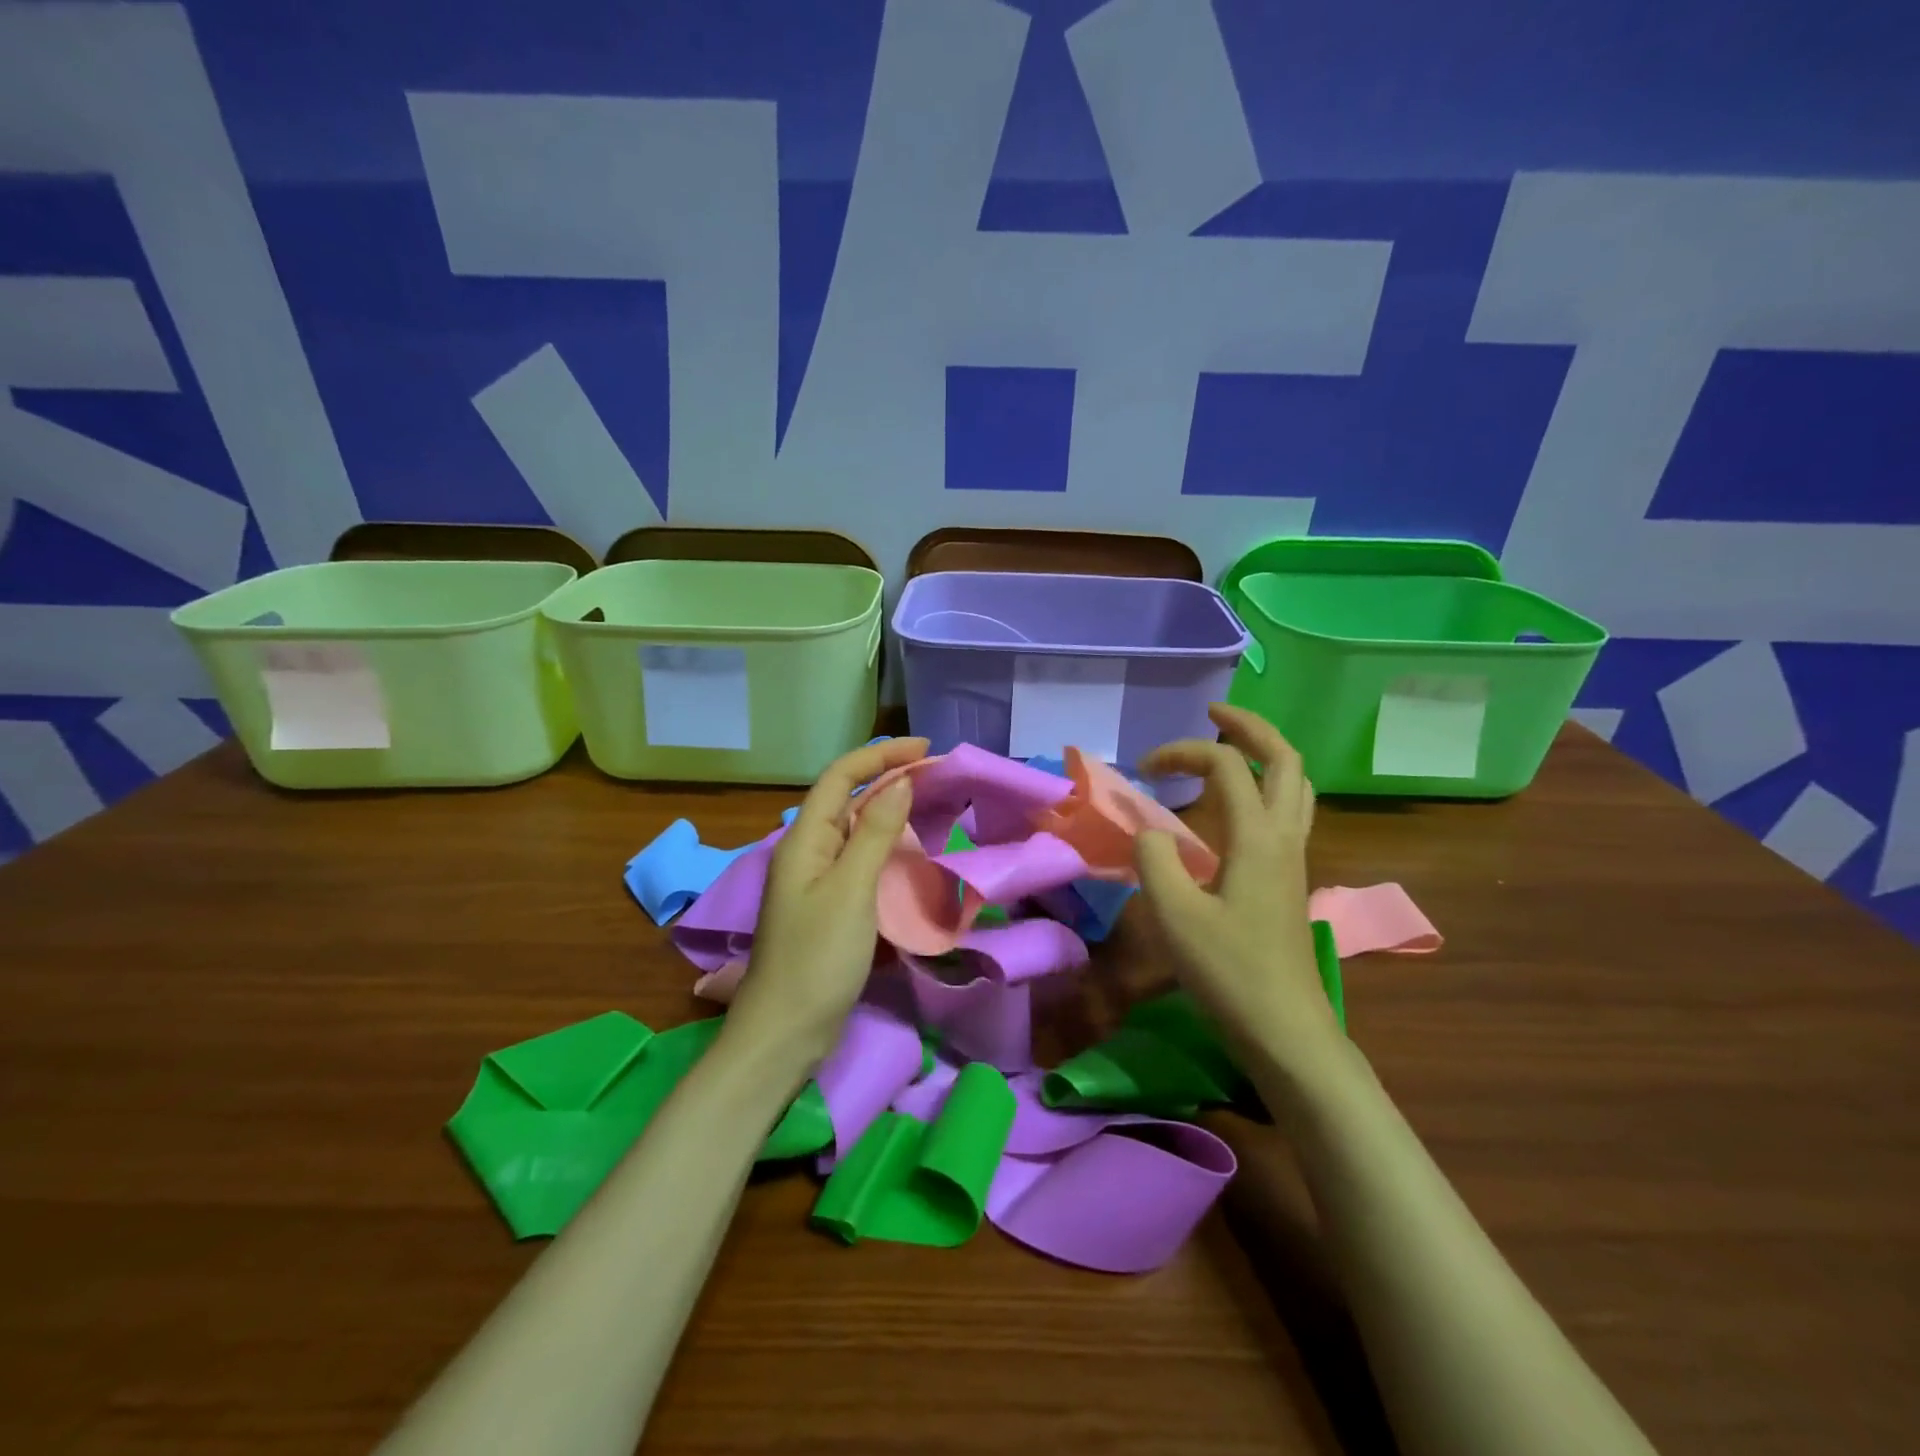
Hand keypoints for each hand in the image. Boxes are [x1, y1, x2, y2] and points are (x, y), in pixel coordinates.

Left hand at [724, 736, 928, 1074]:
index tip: (925, 749)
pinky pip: (859, 860)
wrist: (786, 1031)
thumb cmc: (817, 957)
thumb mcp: (851, 890)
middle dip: (888, 778)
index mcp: (803, 839)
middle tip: (935, 774)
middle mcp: (807, 851)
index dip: (881, 755)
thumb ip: (874, 833)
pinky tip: (909, 852)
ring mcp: (816, 881)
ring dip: (889, 810)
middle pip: (847, 798)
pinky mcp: (829, 906)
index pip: (841, 777)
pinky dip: (886, 845)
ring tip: (929, 803)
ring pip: (854, 829)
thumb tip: (900, 783)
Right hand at [1133, 704, 1339, 1073]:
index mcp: (1257, 837)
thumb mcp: (1175, 915)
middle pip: (1285, 759)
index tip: (1143, 772)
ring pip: (1296, 785)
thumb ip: (1155, 859)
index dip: (1182, 753)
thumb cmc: (1229, 972)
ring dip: (1265, 755)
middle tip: (1212, 715)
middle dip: (1248, 727)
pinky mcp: (1291, 879)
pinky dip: (1265, 788)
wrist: (1286, 1030)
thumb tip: (1149, 830)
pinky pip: (1288, 812)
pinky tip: (1236, 807)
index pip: (1225, 766)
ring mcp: (1294, 858)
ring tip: (1229, 749)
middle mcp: (1284, 837)